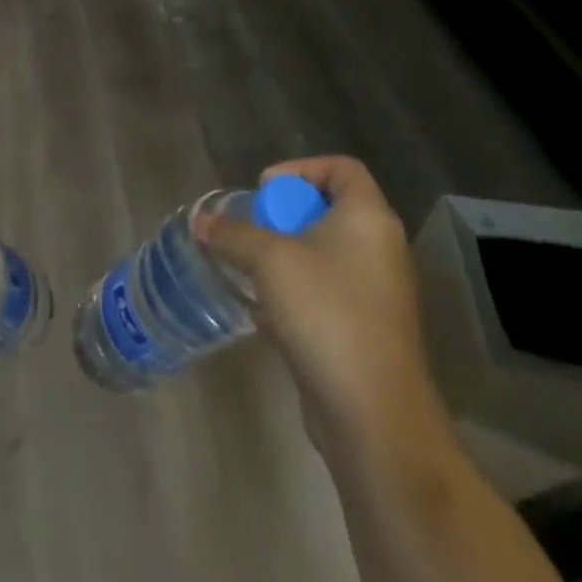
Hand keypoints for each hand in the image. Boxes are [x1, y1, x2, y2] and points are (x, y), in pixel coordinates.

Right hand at [196, 157, 435, 448]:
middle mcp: (381, 249)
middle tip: (253, 229)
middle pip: (332, 210)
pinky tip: (264, 311)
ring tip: (250, 267)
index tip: (265, 190)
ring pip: (328, 255)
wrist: (373, 413)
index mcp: (368, 218)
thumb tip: (200, 221)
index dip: (301, 168)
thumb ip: (232, 234)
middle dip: (286, 216)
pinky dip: (298, 292)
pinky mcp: (368, 331)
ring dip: (287, 256)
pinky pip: (329, 293)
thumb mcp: (269, 261)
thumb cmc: (326, 312)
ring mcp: (378, 293)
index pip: (342, 168)